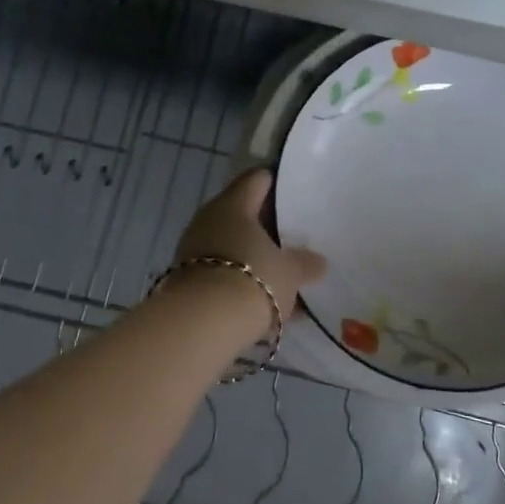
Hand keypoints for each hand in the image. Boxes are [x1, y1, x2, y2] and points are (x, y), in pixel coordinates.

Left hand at [172, 169, 326, 324]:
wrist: (201, 324)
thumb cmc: (253, 279)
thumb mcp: (290, 272)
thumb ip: (305, 263)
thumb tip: (318, 262)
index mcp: (234, 204)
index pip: (256, 180)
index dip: (276, 182)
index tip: (294, 192)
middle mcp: (208, 219)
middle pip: (241, 213)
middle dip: (265, 225)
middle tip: (292, 235)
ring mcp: (192, 249)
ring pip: (230, 244)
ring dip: (251, 255)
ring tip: (279, 271)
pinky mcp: (186, 279)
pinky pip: (221, 271)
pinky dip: (239, 279)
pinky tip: (261, 297)